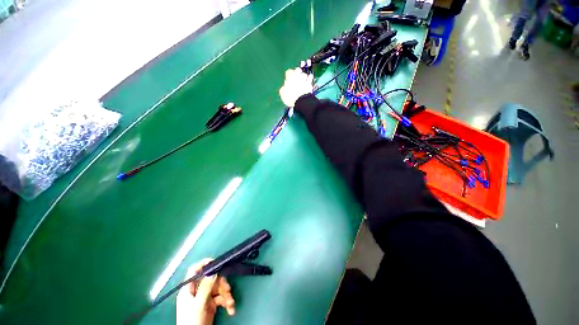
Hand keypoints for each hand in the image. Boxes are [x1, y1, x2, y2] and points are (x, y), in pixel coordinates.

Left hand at [176, 259, 235, 324]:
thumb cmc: (192, 322)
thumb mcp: (199, 304)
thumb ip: (206, 287)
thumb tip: (213, 271)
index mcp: (189, 289)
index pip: (195, 271)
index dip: (204, 264)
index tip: (217, 262)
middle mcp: (197, 291)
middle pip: (211, 279)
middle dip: (222, 284)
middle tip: (228, 289)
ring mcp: (204, 298)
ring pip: (218, 288)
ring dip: (227, 295)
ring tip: (231, 304)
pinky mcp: (211, 305)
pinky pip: (221, 298)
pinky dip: (227, 302)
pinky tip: (230, 309)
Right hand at [279, 68, 313, 106]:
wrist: (300, 101)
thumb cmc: (290, 97)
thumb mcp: (282, 94)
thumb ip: (283, 88)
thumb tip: (284, 87)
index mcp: (290, 78)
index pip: (288, 71)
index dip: (288, 75)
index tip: (288, 78)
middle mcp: (297, 76)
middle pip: (297, 69)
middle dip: (297, 73)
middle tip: (296, 78)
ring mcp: (304, 79)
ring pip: (304, 73)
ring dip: (303, 76)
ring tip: (302, 80)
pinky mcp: (309, 83)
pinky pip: (310, 76)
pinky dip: (309, 78)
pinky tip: (308, 80)